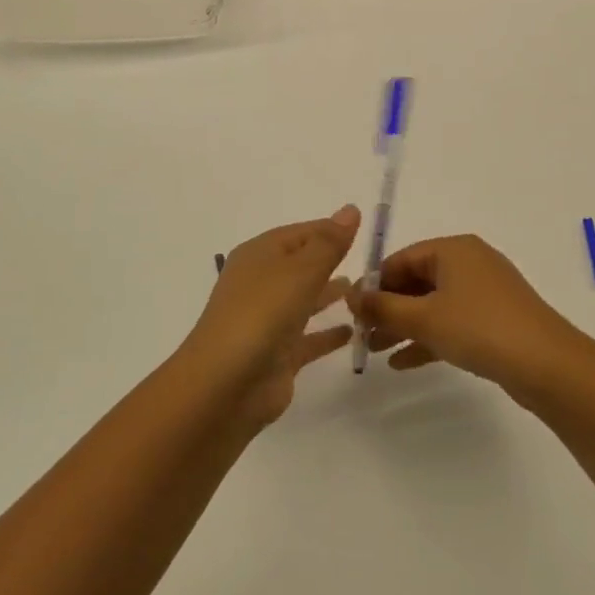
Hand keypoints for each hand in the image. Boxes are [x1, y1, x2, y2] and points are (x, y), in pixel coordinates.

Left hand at [181, 206, 361, 427]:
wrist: (225, 385)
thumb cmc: (262, 314)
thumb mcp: (301, 270)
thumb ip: (329, 242)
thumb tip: (350, 209)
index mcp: (259, 255)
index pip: (300, 233)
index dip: (330, 230)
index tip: (364, 231)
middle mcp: (261, 284)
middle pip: (301, 265)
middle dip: (330, 261)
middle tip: (369, 263)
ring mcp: (267, 321)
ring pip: (304, 300)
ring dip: (329, 294)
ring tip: (362, 291)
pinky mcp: (276, 355)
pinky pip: (308, 338)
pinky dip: (327, 333)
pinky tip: (352, 332)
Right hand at [346, 234, 585, 402]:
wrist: (546, 364)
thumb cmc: (479, 328)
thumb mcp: (424, 318)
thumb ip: (383, 308)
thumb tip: (351, 296)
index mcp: (453, 249)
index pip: (401, 259)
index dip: (373, 285)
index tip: (351, 311)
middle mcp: (469, 263)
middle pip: (416, 281)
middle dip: (387, 308)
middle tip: (360, 334)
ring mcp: (484, 292)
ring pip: (432, 305)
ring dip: (404, 326)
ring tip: (374, 351)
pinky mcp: (494, 320)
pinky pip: (451, 323)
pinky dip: (428, 338)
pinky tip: (402, 363)